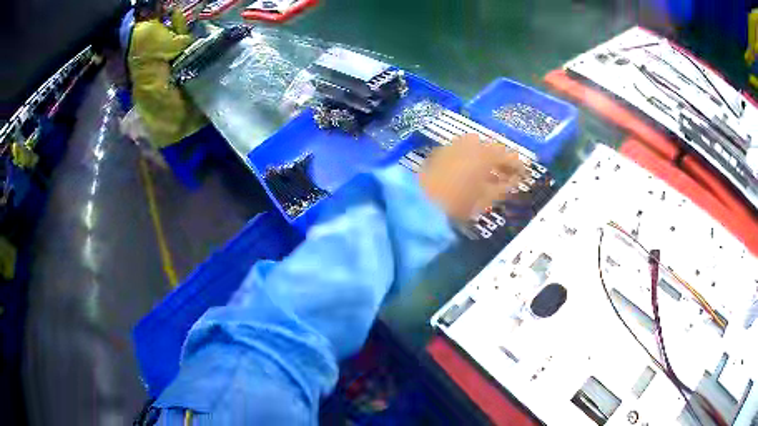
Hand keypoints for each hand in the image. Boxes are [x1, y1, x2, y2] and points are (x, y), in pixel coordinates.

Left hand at [419, 134, 527, 220]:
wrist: (420, 202)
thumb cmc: (457, 203)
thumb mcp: (485, 199)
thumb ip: (504, 188)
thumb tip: (515, 181)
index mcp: (485, 154)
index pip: (509, 155)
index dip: (519, 165)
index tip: (525, 174)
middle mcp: (471, 143)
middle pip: (493, 148)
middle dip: (503, 161)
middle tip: (510, 175)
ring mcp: (455, 145)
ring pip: (478, 147)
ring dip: (488, 159)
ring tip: (493, 175)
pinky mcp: (442, 151)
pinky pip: (464, 150)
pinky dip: (473, 158)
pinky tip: (474, 172)